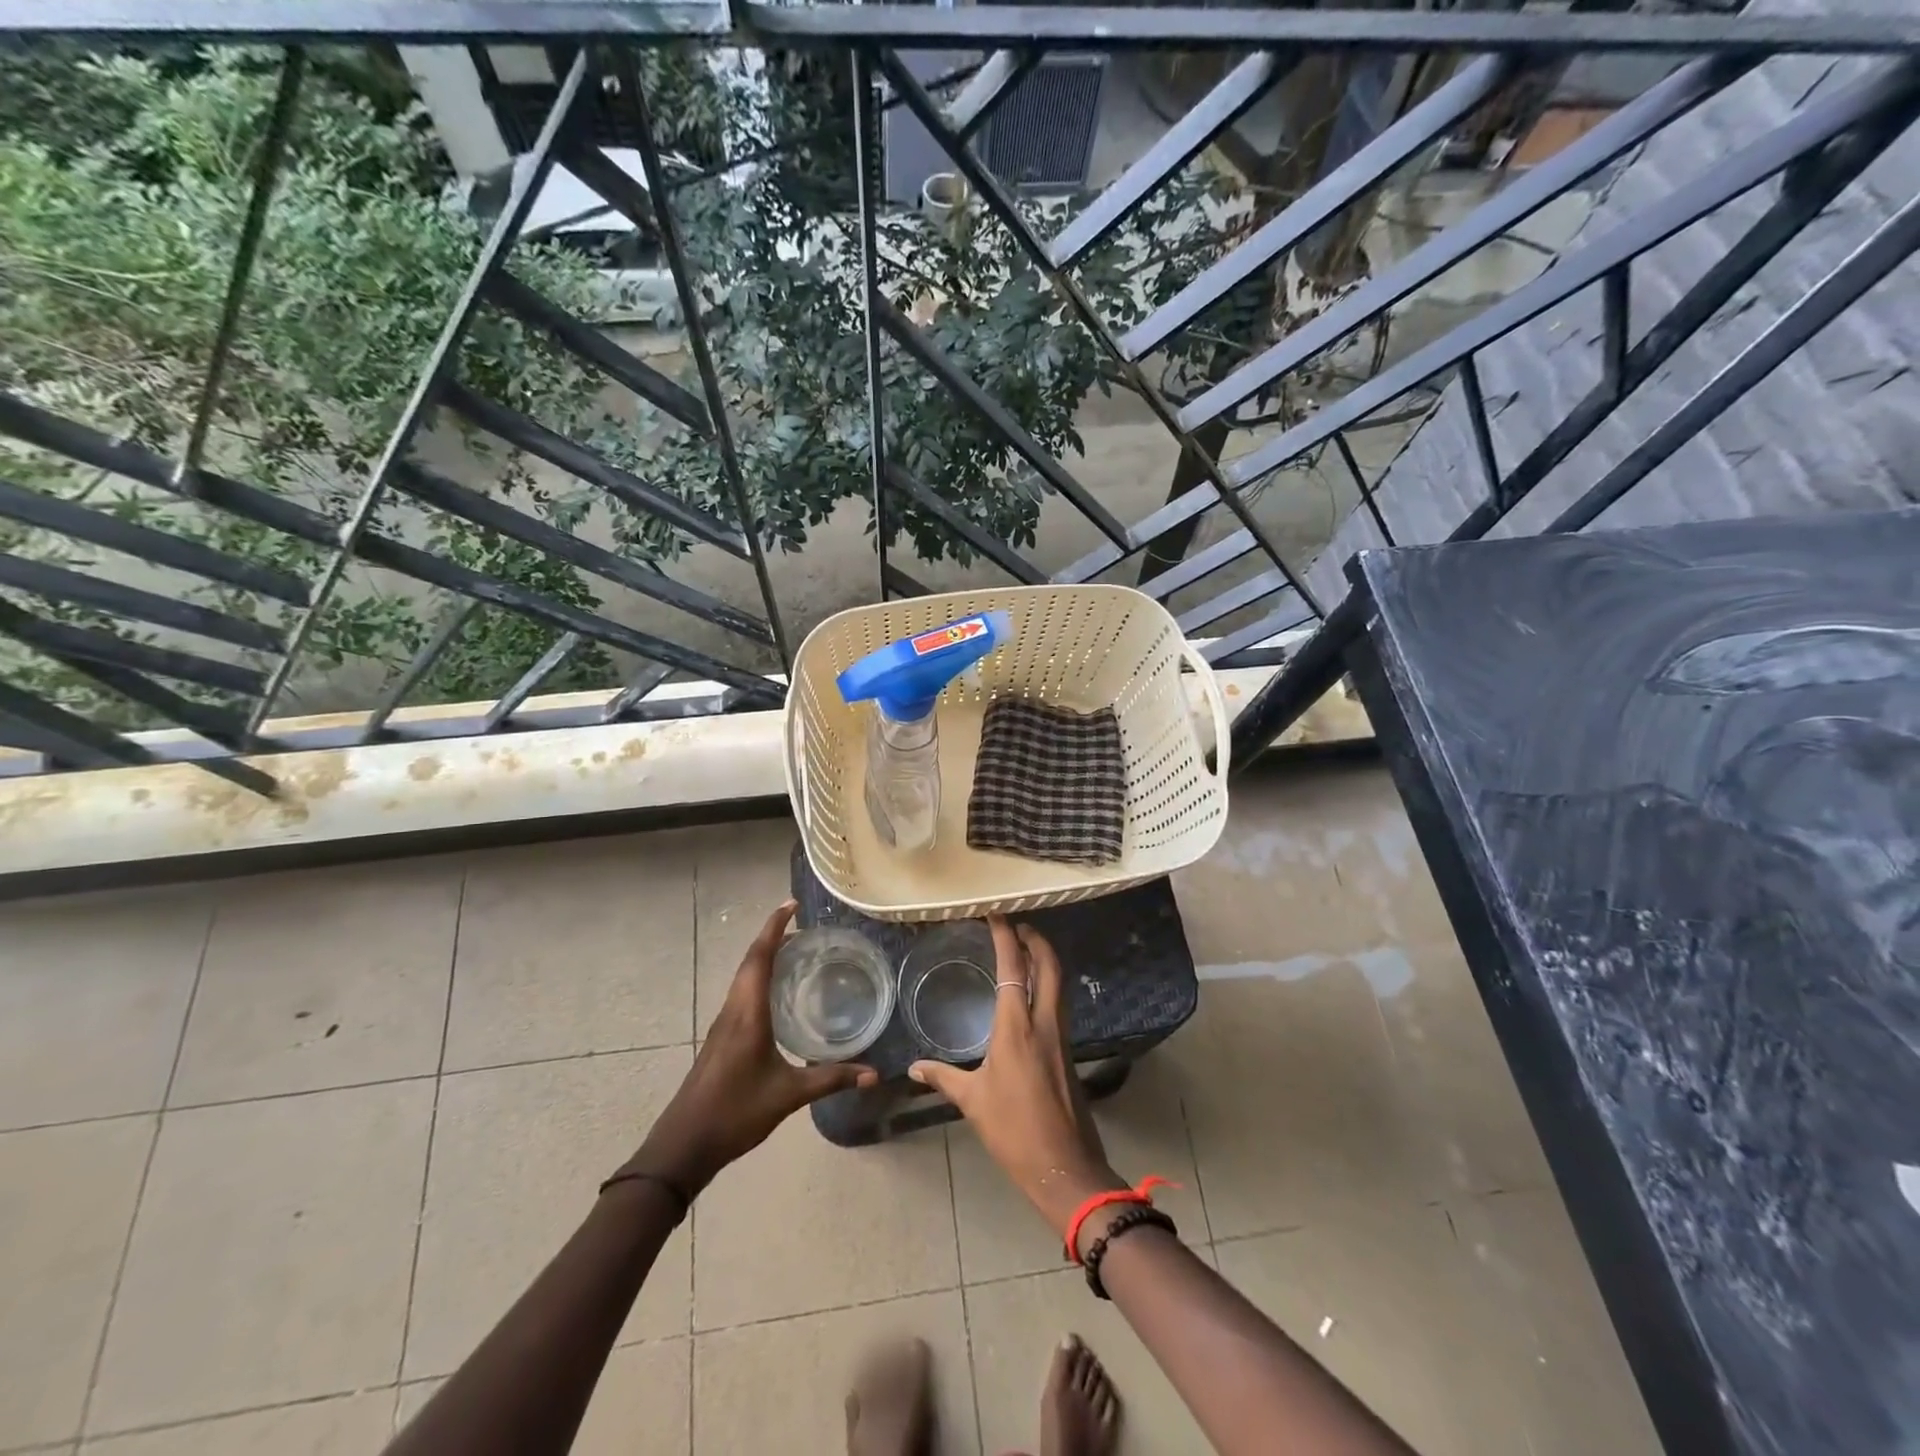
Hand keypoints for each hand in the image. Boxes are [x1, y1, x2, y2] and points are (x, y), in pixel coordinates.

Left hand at [625, 901, 877, 1195]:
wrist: (684, 1145)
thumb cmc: (734, 1112)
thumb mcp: (788, 1095)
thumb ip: (831, 1079)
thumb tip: (873, 1073)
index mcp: (747, 1013)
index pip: (760, 957)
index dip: (774, 927)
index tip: (792, 904)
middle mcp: (733, 1010)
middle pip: (750, 961)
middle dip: (772, 936)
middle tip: (801, 924)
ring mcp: (724, 1024)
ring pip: (744, 977)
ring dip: (764, 957)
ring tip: (793, 950)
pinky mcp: (722, 1038)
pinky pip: (742, 993)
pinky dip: (759, 978)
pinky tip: (776, 993)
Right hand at [908, 917, 1125, 1241]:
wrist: (1064, 1166)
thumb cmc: (1013, 1130)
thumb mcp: (972, 1101)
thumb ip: (944, 1077)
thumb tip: (914, 1068)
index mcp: (1017, 1027)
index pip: (1014, 968)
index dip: (1007, 936)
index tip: (997, 914)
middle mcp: (1045, 1022)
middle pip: (1049, 965)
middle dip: (1036, 939)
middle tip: (1017, 925)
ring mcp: (1061, 1036)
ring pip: (1058, 983)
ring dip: (1044, 960)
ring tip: (1024, 950)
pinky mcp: (1068, 1052)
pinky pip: (1059, 1004)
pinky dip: (1047, 985)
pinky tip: (1031, 996)